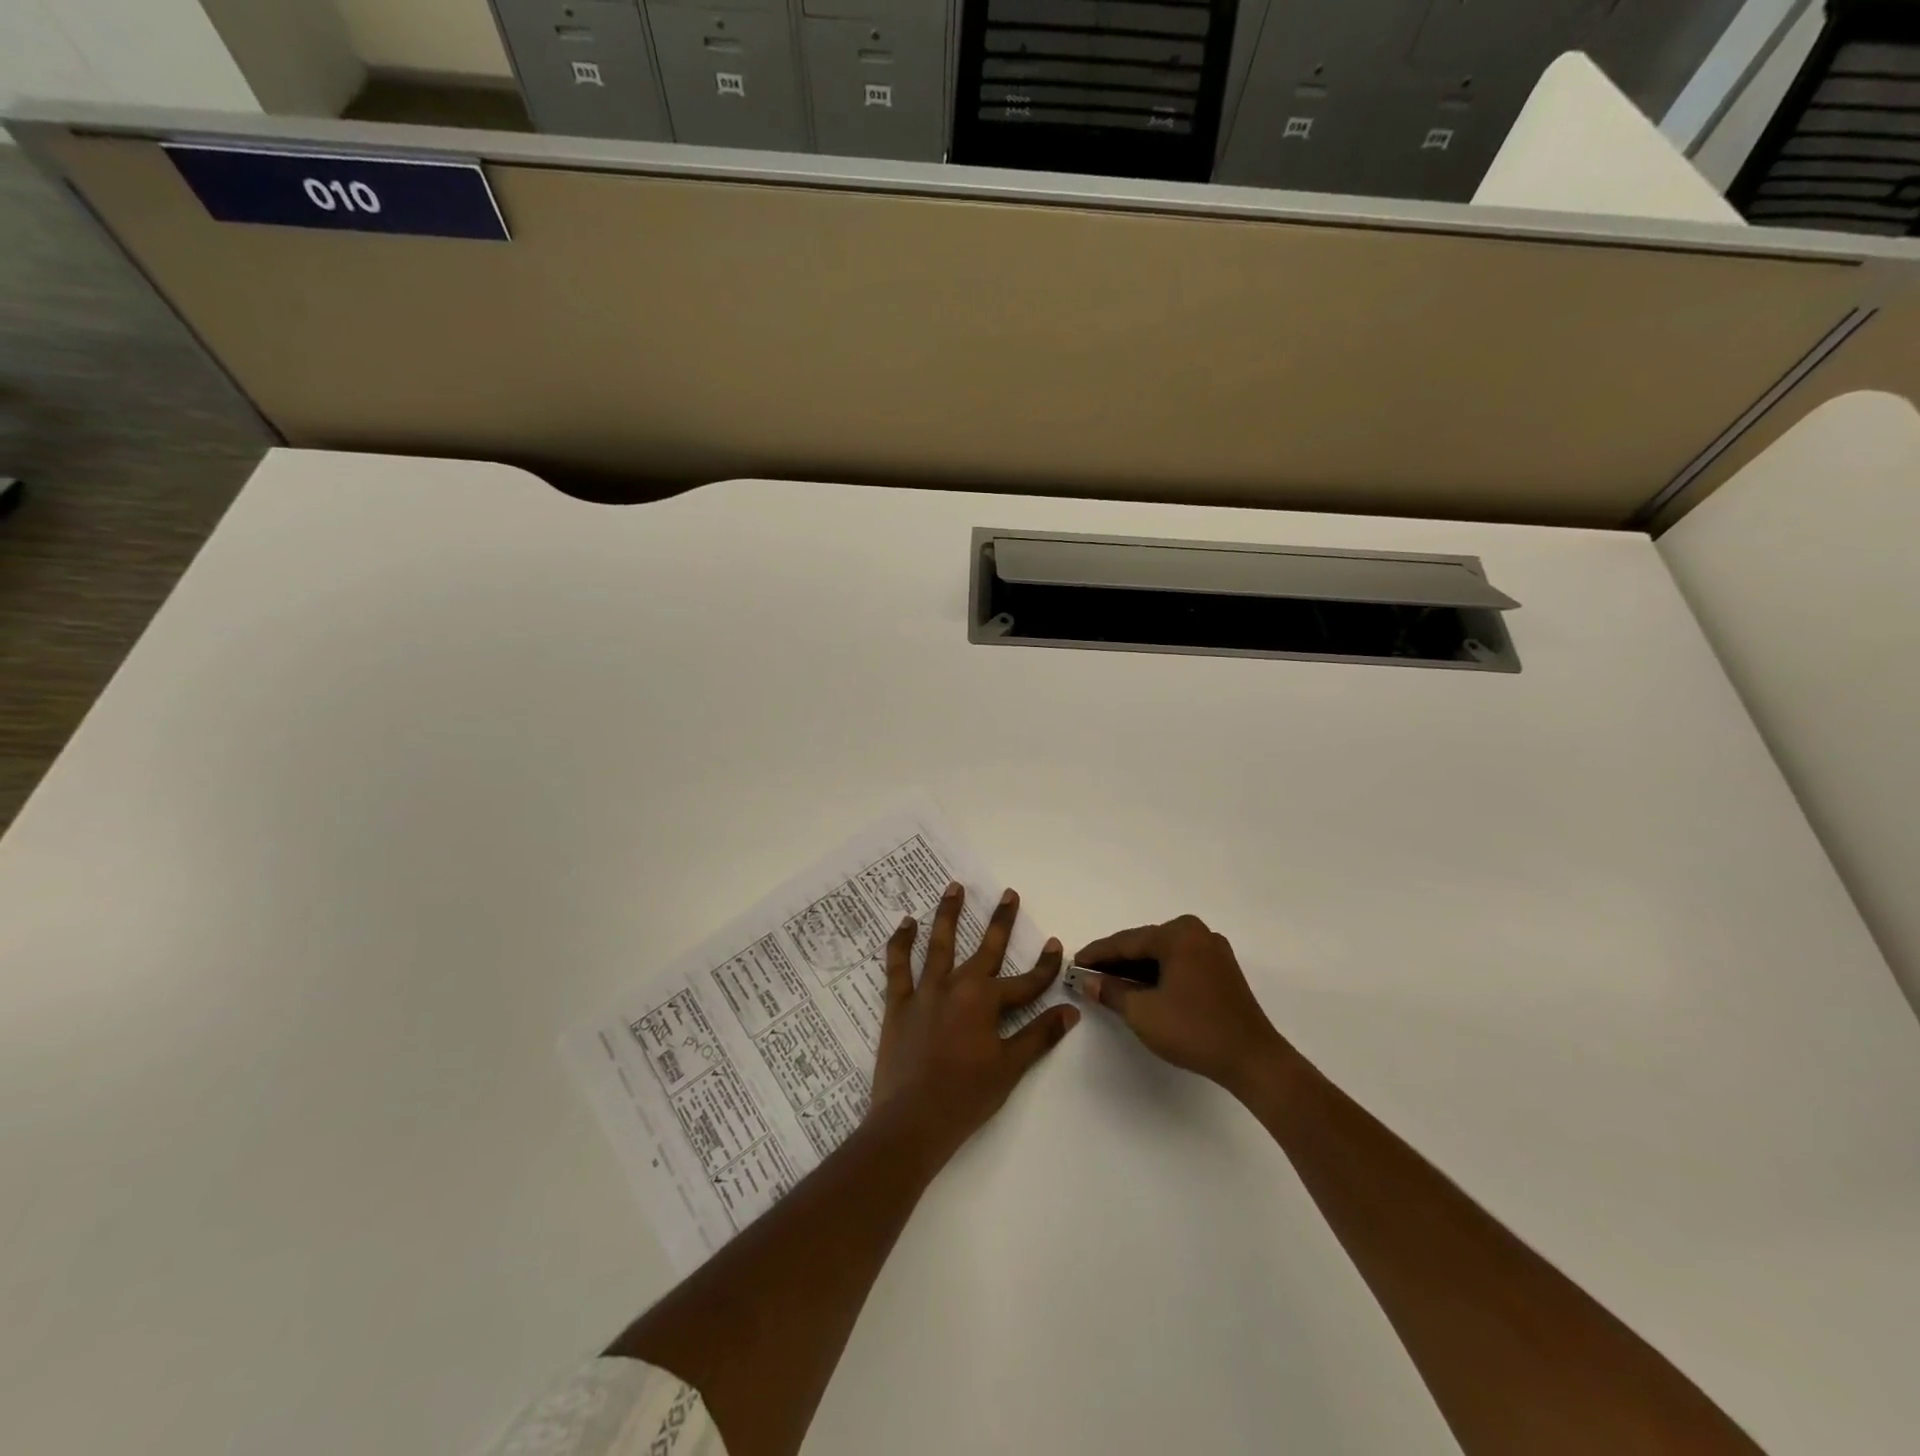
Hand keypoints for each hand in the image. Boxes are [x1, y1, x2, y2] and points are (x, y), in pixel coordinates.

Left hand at [868, 881, 1079, 1168]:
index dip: (1044, 966)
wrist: (912, 1121)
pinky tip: (906, 923)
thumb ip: (1039, 1036)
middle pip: (985, 948)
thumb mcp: (1009, 1068)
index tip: (1056, 945)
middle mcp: (957, 986)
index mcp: (986, 1002)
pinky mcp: (899, 1003)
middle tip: (1008, 893)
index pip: (1026, 981)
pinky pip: (898, 965)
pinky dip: (901, 942)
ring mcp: (925, 992)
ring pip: (939, 944)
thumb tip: (1071, 1011)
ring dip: (948, 914)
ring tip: (954, 887)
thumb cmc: (966, 1096)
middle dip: (1001, 921)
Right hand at [1074, 914, 1288, 1096]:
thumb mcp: (1142, 1012)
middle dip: (1116, 961)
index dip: (1097, 954)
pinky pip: (1179, 964)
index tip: (1074, 963)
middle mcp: (1197, 933)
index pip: (1127, 941)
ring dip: (1136, 969)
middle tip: (1088, 974)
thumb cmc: (1194, 1030)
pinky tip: (1140, 989)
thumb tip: (1087, 981)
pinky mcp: (1221, 970)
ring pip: (1162, 955)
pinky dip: (1158, 975)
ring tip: (1108, 983)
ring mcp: (1213, 950)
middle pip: (1145, 944)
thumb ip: (1110, 991)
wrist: (1253, 1060)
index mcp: (1178, 934)